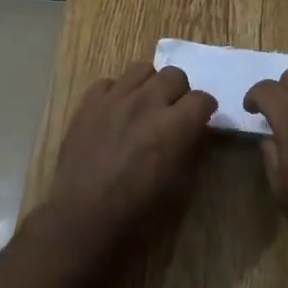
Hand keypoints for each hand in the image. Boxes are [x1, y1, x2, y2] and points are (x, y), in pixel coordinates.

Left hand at [37, 63, 215, 267]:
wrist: (83, 218)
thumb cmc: (137, 213)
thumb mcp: (178, 186)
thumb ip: (190, 148)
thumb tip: (194, 131)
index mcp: (174, 125)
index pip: (202, 98)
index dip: (205, 109)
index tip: (201, 120)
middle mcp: (147, 102)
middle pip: (174, 74)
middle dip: (179, 92)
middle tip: (173, 112)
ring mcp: (115, 98)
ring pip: (142, 69)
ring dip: (149, 85)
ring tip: (144, 106)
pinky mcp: (89, 103)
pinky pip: (109, 83)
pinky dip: (117, 93)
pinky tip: (115, 113)